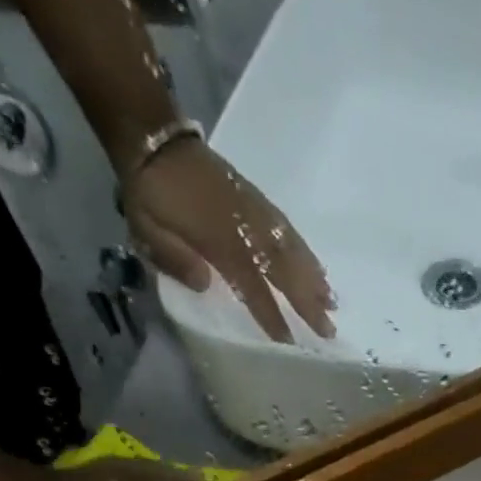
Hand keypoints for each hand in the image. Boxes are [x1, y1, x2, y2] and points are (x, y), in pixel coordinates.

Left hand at [124, 138, 334, 343]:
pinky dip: (306, 251)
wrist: (153, 137)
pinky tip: (318, 268)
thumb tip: (206, 285)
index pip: (252, 287)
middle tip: (329, 330)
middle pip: (283, 271)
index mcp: (218, 242)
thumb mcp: (147, 230)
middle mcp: (244, 228)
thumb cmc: (150, 194)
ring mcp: (254, 211)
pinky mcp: (256, 199)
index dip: (271, 315)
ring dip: (314, 279)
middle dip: (308, 302)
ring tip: (333, 303)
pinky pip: (287, 229)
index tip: (289, 342)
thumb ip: (175, 259)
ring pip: (292, 250)